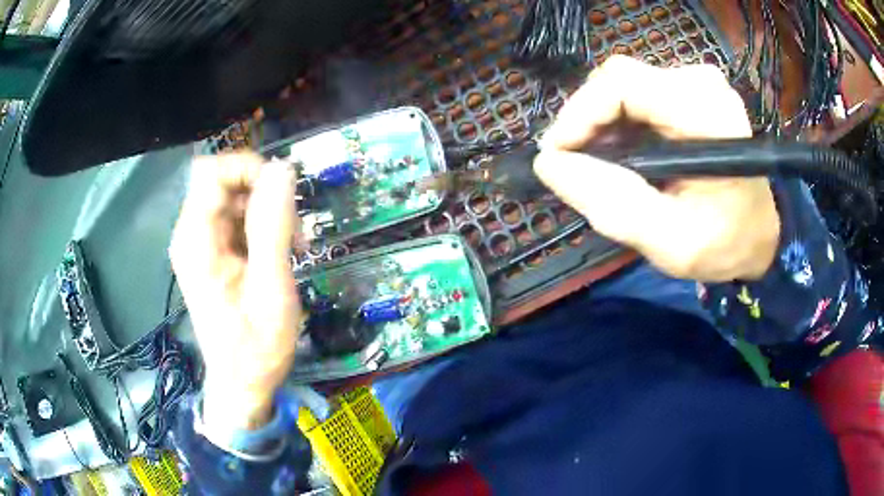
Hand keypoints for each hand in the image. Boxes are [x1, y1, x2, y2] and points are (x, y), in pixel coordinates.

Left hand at [169, 153, 301, 429]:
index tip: (283, 193)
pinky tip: (280, 254)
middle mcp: (192, 234)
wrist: (242, 385)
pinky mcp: (213, 254)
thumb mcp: (271, 288)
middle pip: (225, 182)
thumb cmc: (255, 347)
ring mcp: (202, 244)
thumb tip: (282, 170)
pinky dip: (263, 229)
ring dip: (268, 214)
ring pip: (235, 199)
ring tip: (293, 247)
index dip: (249, 169)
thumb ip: (273, 226)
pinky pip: (238, 220)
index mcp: (197, 240)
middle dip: (265, 195)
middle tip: (294, 231)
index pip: (212, 172)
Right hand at [535, 55, 779, 281]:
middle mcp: (701, 83)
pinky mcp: (690, 89)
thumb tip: (549, 164)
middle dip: (586, 122)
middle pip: (618, 80)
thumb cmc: (724, 243)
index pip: (623, 84)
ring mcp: (696, 82)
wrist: (757, 233)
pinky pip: (635, 94)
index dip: (579, 113)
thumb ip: (613, 204)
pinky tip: (620, 155)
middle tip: (574, 167)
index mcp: (707, 114)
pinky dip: (617, 123)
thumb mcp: (670, 242)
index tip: (557, 157)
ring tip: (597, 166)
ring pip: (622, 86)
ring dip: (600, 124)